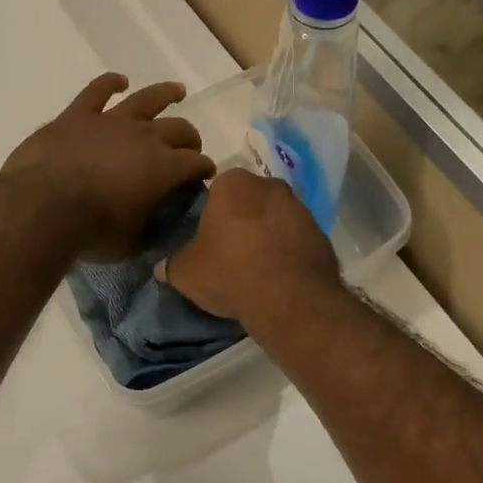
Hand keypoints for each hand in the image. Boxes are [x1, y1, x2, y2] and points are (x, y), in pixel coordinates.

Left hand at [0, 73, 216, 261]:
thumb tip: (152, 231)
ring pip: (147, 99)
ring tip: (177, 91)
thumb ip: (146, 233)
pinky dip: (110, 83)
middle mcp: (145, 137)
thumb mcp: (130, 245)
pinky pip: (97, 91)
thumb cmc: (91, 232)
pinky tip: (118, 81)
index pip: (195, 164)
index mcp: (164, 169)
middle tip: (190, 149)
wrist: (42, 207)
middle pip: (179, 129)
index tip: (204, 176)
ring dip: (166, 94)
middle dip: (190, 139)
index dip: (203, 169)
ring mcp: (111, 121)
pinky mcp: (78, 115)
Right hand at [157, 168, 340, 326]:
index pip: (215, 189)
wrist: (291, 299)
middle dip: (241, 219)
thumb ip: (172, 264)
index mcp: (234, 183)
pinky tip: (279, 275)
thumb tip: (161, 266)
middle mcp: (270, 185)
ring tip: (255, 266)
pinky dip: (288, 250)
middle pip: (248, 199)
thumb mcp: (186, 272)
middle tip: (229, 250)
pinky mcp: (321, 233)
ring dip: (266, 233)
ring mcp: (300, 207)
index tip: (207, 236)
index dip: (210, 213)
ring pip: (275, 216)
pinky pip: (296, 237)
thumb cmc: (231, 272)